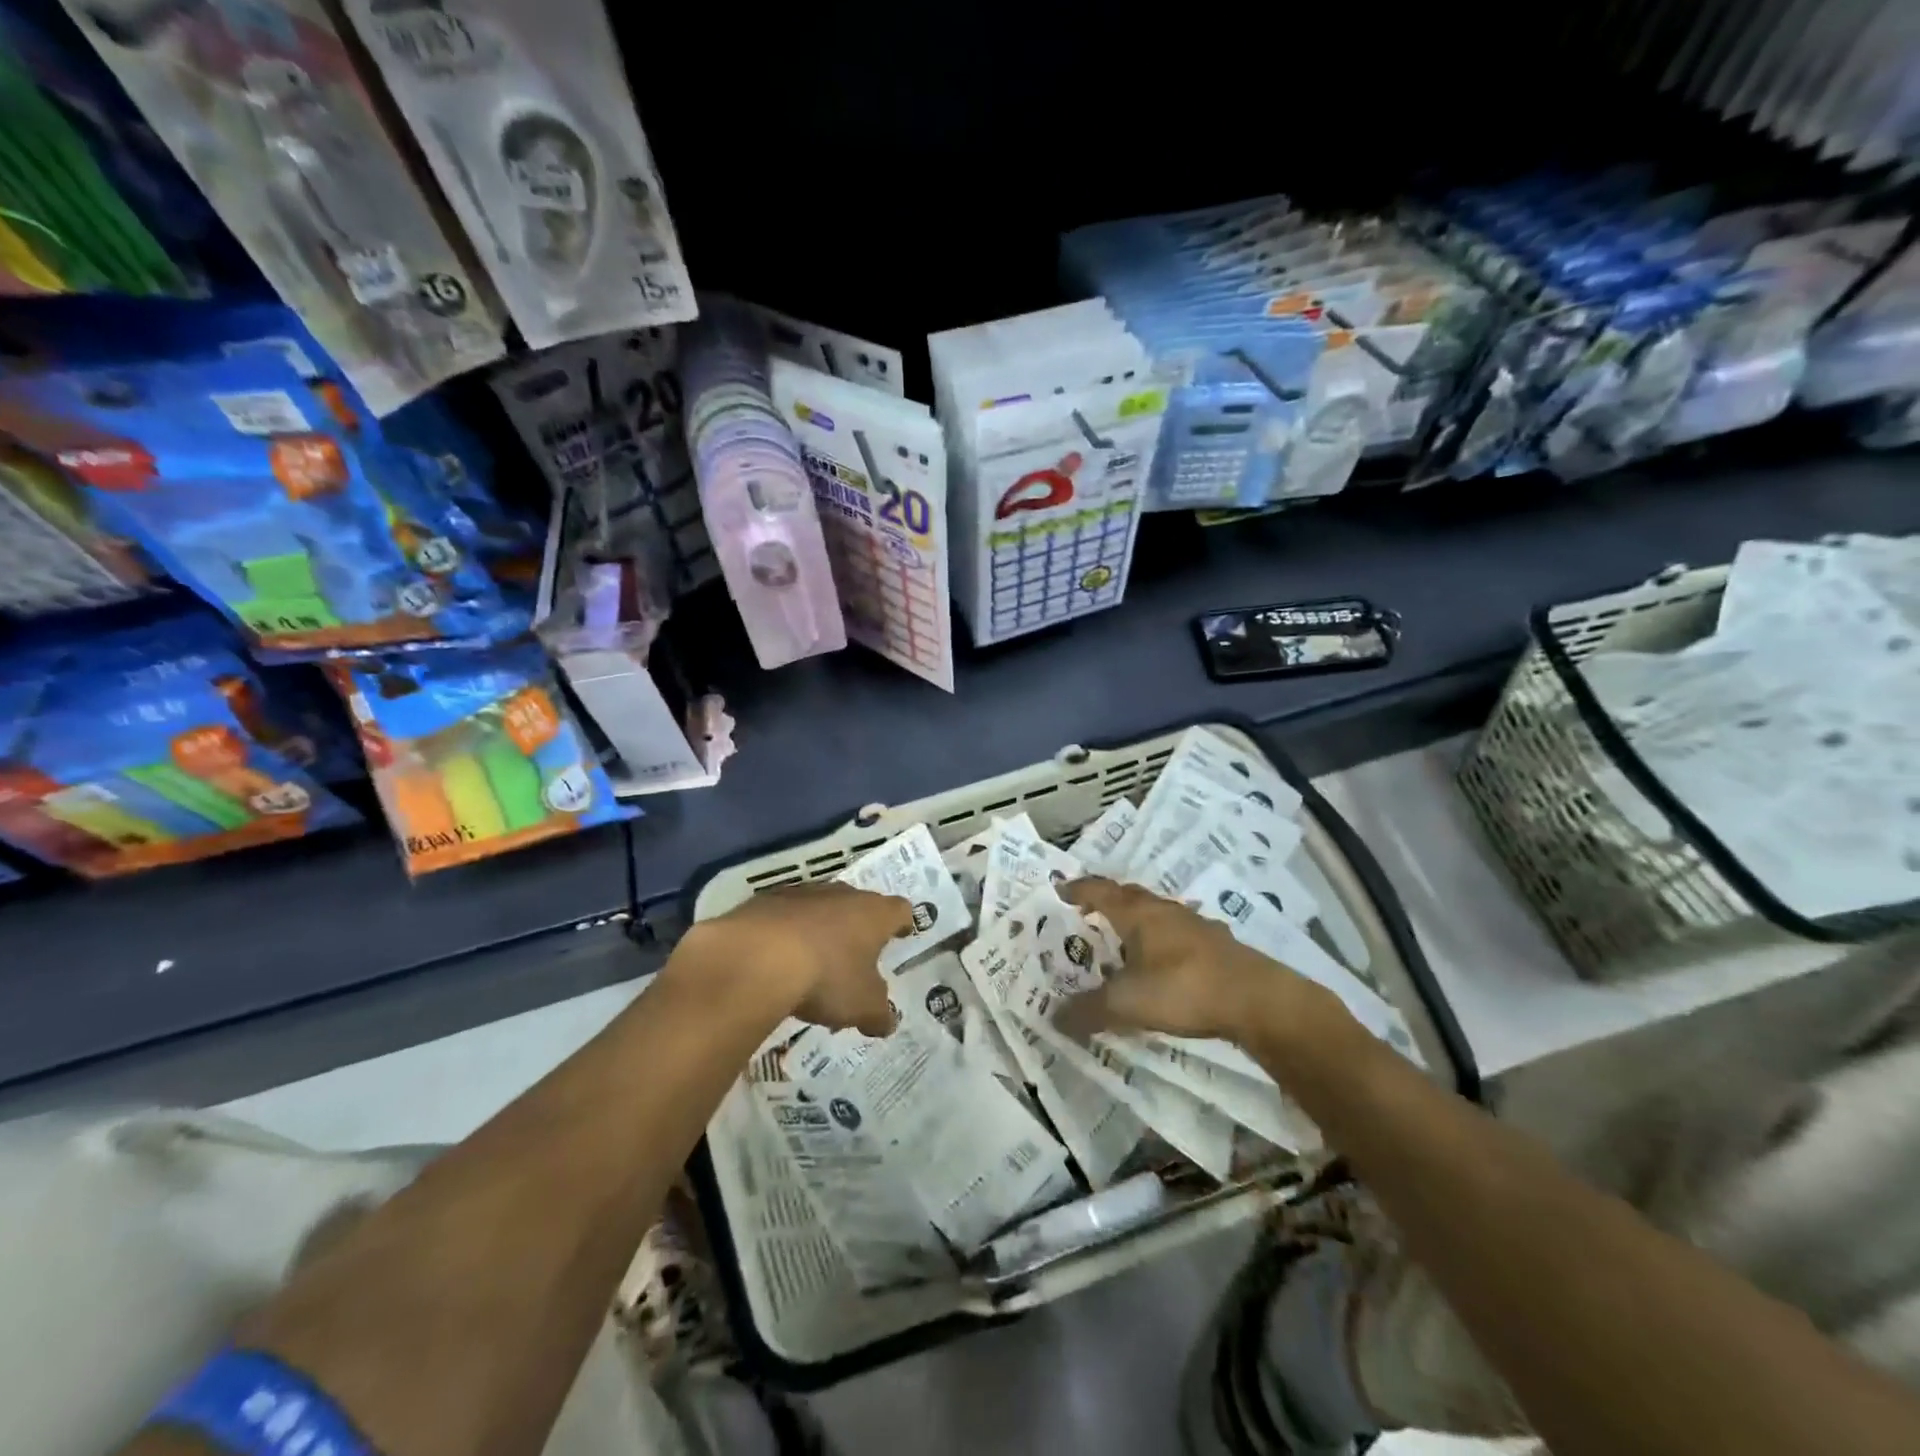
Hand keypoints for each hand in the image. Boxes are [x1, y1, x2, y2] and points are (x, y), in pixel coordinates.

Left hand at [676, 882, 910, 1036]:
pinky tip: (778, 956)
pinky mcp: (765, 901)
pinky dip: (786, 932)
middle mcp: (842, 894)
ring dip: (821, 926)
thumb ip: (879, 1013)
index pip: (899, 910)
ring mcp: (802, 894)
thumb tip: (887, 1022)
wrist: (755, 958)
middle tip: (858, 950)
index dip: (902, 923)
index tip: (902, 933)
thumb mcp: (862, 1006)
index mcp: (874, 914)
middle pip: (859, 903)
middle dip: (859, 925)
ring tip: (816, 957)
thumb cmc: (825, 977)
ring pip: (820, 906)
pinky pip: (784, 915)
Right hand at [1058, 876, 1339, 1043]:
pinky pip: (1180, 933)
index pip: (1099, 891)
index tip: (1060, 890)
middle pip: (1129, 896)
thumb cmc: (1182, 988)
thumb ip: (1089, 1009)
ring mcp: (1195, 925)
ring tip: (1125, 941)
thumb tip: (1052, 1018)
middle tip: (1089, 914)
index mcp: (1137, 914)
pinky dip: (1164, 942)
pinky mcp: (1218, 944)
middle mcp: (1164, 910)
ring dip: (1139, 922)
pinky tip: (1166, 963)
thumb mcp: (1127, 1002)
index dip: (1078, 889)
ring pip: (1158, 914)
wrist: (1257, 999)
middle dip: (1107, 902)